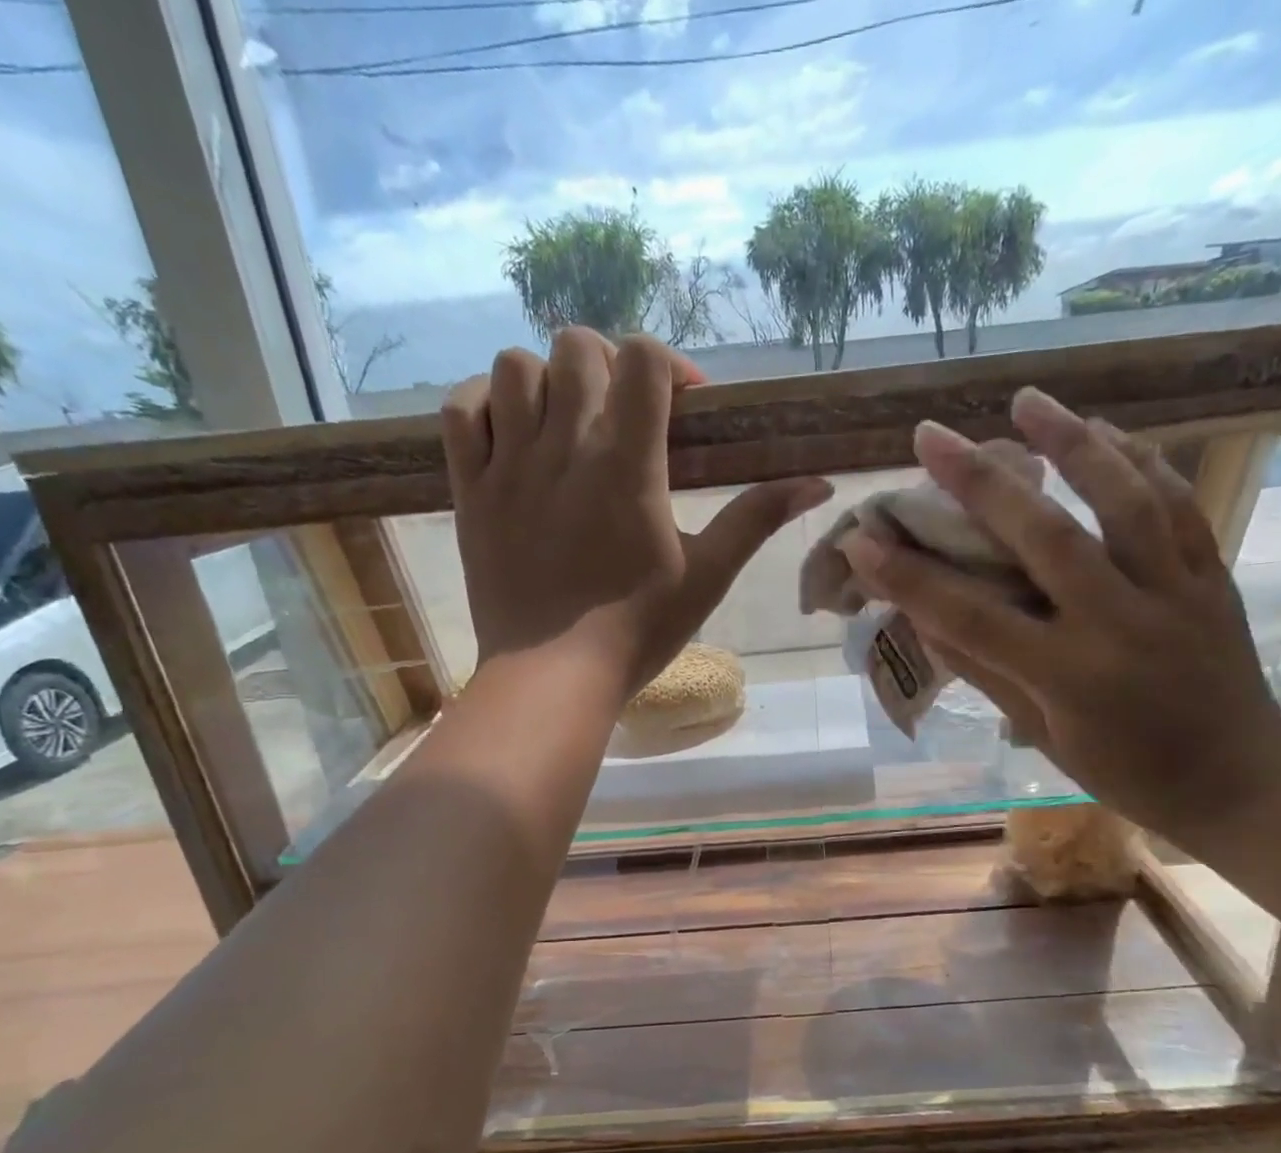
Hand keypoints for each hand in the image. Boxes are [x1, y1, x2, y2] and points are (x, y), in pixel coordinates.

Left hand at [440, 329, 832, 696]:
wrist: (553, 676)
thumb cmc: (636, 631)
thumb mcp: (707, 576)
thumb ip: (756, 518)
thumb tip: (819, 483)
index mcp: (627, 463)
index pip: (641, 357)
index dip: (666, 366)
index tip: (681, 409)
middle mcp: (564, 447)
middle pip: (577, 347)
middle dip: (608, 366)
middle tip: (623, 414)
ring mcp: (509, 465)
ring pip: (515, 367)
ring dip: (547, 380)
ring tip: (566, 422)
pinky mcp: (469, 491)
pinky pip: (460, 412)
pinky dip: (483, 404)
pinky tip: (509, 431)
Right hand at [838, 388, 1280, 842]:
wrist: (1242, 779)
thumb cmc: (1126, 772)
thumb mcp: (1043, 733)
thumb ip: (985, 670)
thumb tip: (924, 617)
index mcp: (1070, 676)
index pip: (971, 616)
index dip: (910, 578)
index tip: (861, 540)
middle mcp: (1121, 622)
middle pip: (1045, 537)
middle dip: (979, 483)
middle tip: (930, 436)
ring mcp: (1174, 591)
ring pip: (1123, 500)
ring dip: (1072, 442)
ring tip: (1026, 399)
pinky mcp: (1210, 574)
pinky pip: (1175, 503)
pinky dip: (1140, 459)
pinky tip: (1105, 429)